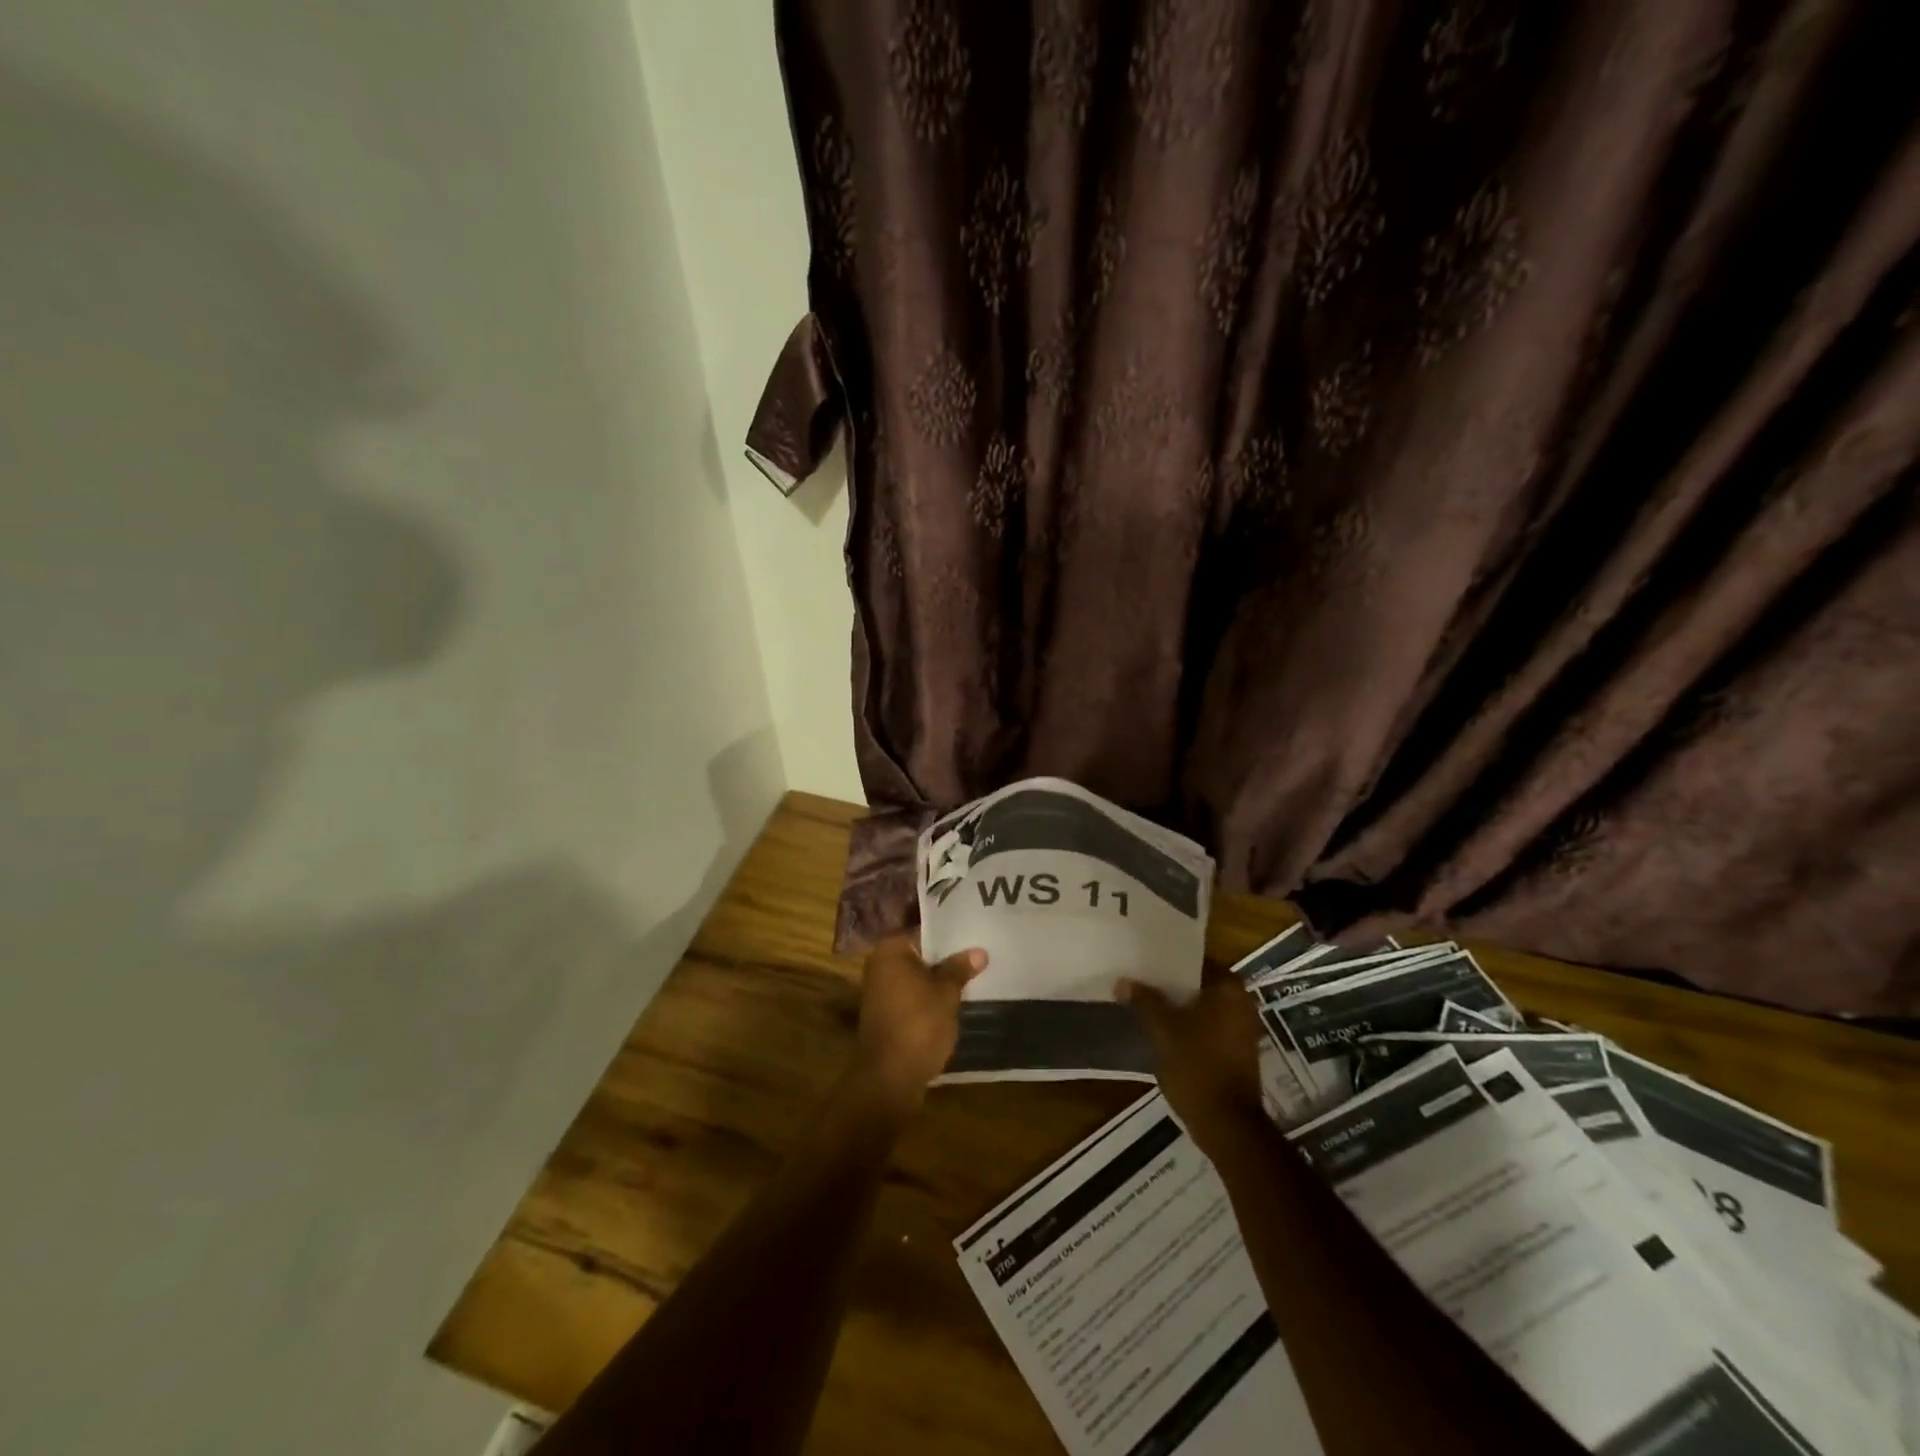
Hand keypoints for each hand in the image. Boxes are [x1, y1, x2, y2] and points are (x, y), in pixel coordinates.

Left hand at [849, 934, 986, 1117]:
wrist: (890, 1077)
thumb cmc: (919, 1024)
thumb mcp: (946, 993)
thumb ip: (960, 968)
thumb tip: (979, 951)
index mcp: (890, 950)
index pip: (924, 931)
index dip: (951, 933)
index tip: (974, 934)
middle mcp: (879, 964)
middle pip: (919, 953)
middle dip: (945, 956)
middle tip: (978, 952)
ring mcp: (879, 990)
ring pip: (916, 975)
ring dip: (938, 978)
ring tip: (971, 974)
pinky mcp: (884, 1013)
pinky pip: (911, 995)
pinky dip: (928, 996)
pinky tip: (952, 999)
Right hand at [1118, 961, 1266, 1156]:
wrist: (1227, 1124)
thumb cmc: (1196, 1066)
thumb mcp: (1163, 1029)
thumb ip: (1144, 1001)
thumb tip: (1123, 981)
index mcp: (1228, 988)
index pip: (1195, 959)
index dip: (1168, 958)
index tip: (1143, 958)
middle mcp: (1241, 1002)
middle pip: (1199, 982)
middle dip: (1170, 982)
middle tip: (1139, 977)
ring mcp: (1242, 1028)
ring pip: (1202, 1005)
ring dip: (1178, 1004)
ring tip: (1145, 1001)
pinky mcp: (1237, 1050)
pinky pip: (1208, 1025)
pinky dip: (1188, 1024)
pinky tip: (1162, 1028)